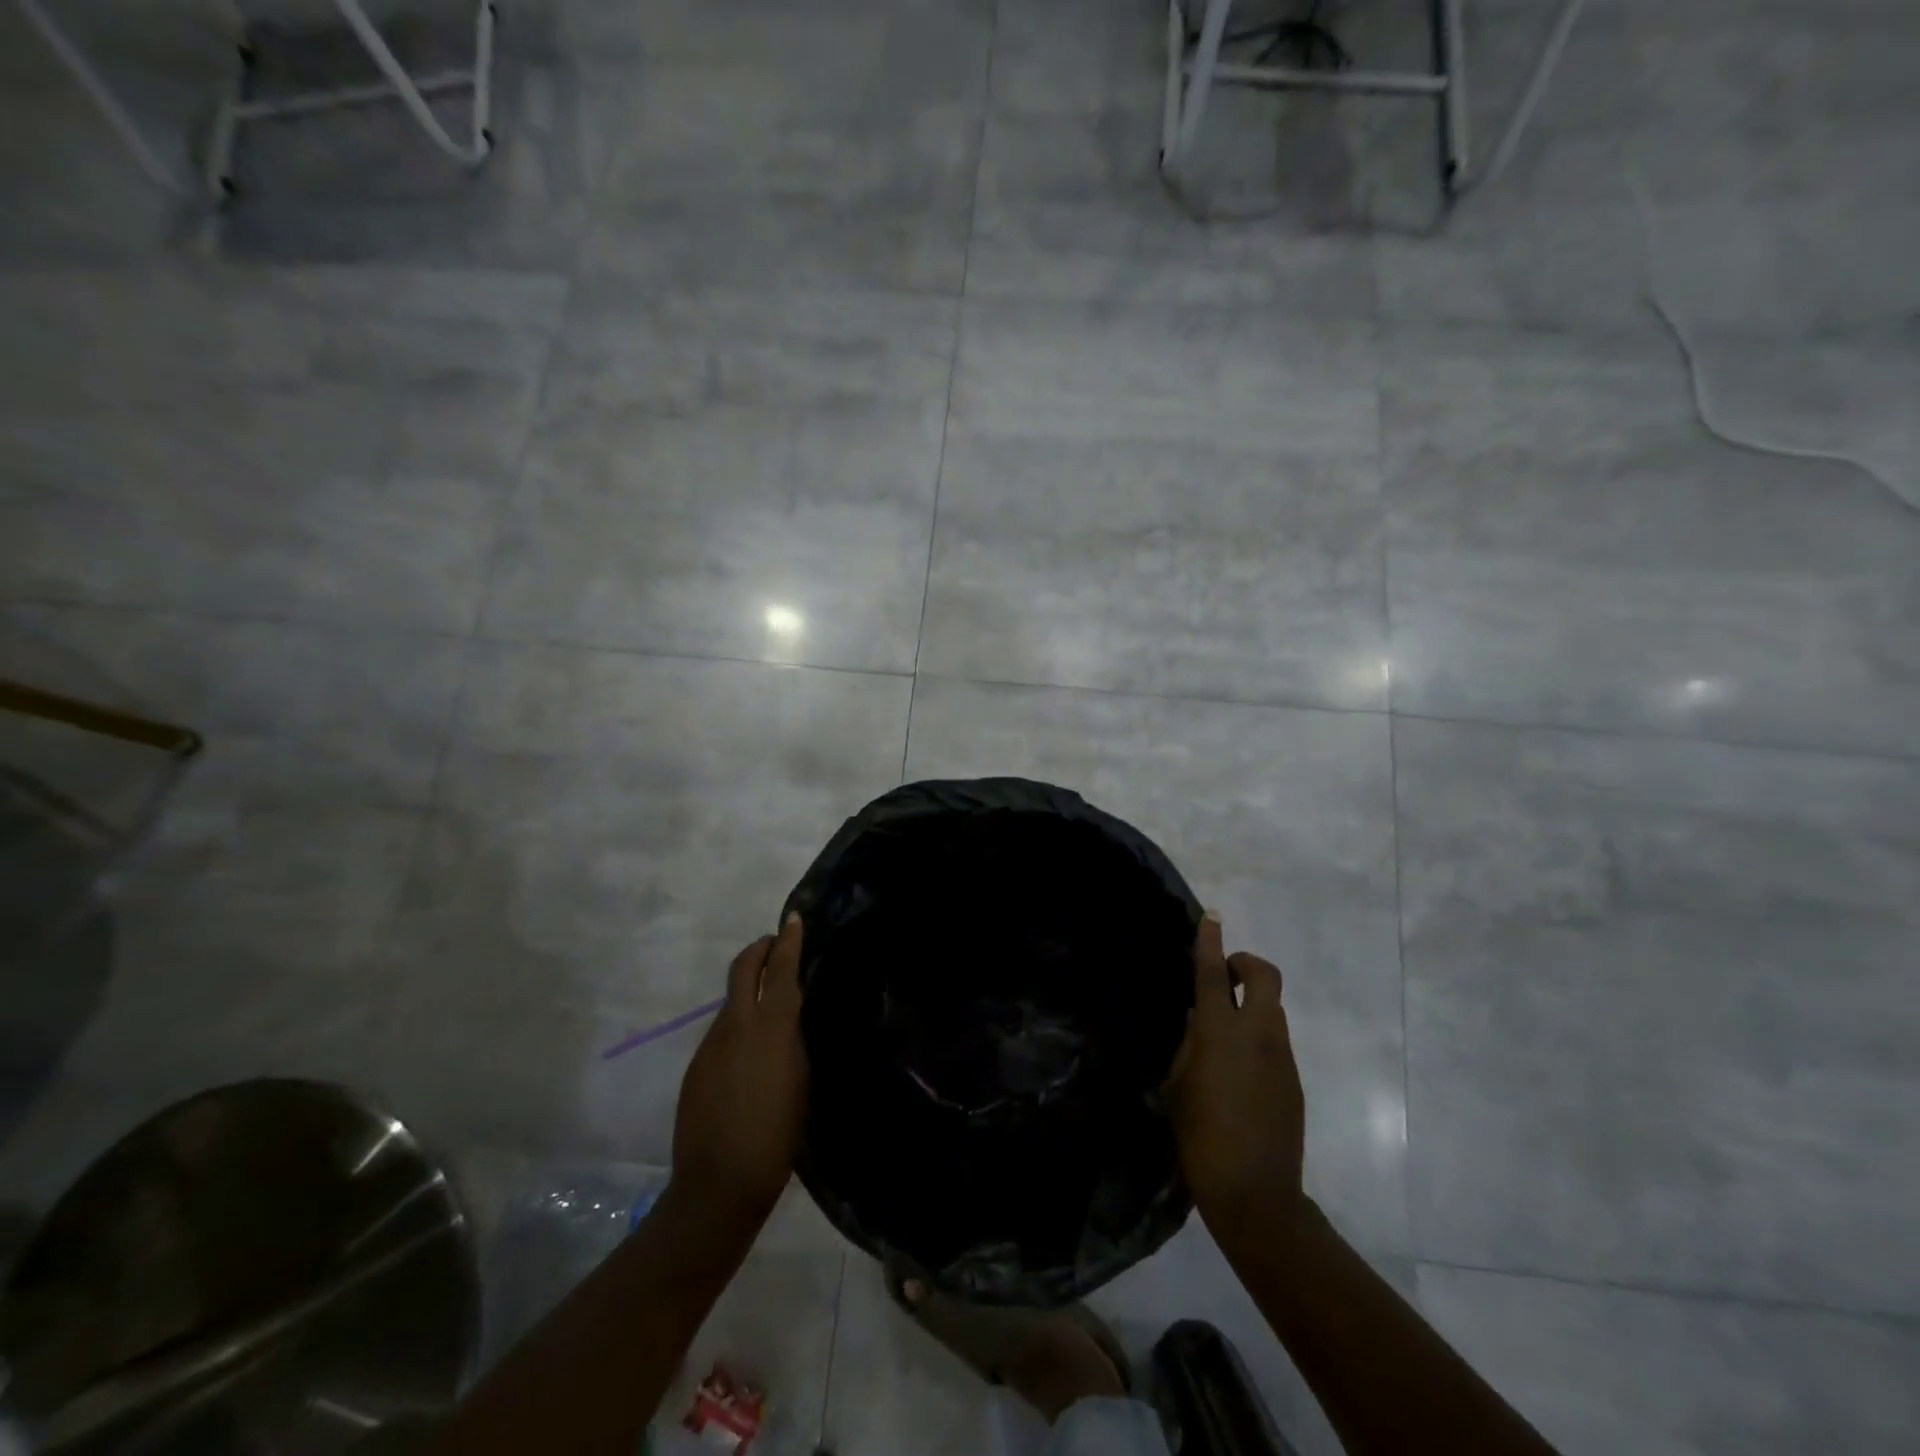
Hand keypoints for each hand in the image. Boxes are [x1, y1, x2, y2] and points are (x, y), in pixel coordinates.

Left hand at [671, 914, 808, 1225]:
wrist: (720, 1182)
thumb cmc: (778, 1134)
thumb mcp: (802, 1079)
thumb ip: (795, 1038)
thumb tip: (791, 1014)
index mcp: (772, 1026)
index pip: (781, 969)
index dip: (788, 940)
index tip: (794, 918)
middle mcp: (738, 1024)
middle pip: (744, 967)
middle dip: (760, 948)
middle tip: (775, 944)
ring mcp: (712, 1043)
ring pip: (732, 999)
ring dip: (750, 989)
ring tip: (770, 1005)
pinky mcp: (697, 1064)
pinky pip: (722, 1029)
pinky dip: (738, 1022)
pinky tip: (750, 1052)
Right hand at [1164, 911, 1306, 1230]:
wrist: (1256, 1194)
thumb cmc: (1200, 1137)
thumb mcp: (1177, 1085)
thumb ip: (1188, 1045)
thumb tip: (1198, 1022)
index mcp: (1220, 1032)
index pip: (1212, 973)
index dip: (1209, 941)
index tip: (1211, 915)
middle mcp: (1258, 1034)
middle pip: (1265, 975)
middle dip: (1246, 963)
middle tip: (1225, 977)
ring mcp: (1282, 1056)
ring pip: (1271, 1009)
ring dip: (1250, 1004)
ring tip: (1223, 1035)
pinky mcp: (1294, 1079)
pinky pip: (1275, 1041)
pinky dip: (1257, 1037)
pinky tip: (1238, 1072)